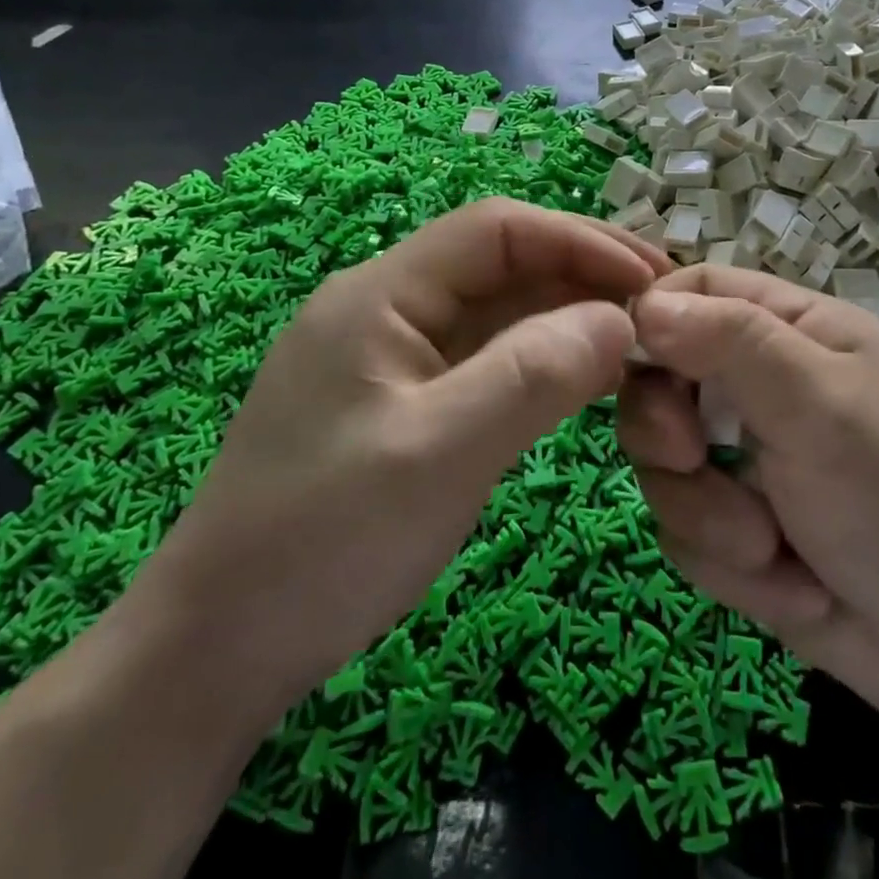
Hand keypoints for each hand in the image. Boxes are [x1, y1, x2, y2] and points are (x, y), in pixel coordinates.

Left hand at [133, 198, 669, 723]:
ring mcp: (396, 355)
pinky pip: (488, 357)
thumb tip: (622, 318)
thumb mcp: (438, 453)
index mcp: (381, 294)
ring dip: (569, 316)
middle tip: (661, 305)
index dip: (579, 239)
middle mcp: (389, 307)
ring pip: (500, 310)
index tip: (651, 277)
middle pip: (502, 263)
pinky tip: (587, 376)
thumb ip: (534, 375)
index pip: (497, 228)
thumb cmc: (323, 541)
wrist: (217, 650)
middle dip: (583, 274)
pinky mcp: (407, 399)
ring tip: (640, 338)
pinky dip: (543, 359)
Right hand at [617, 265, 878, 744]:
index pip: (695, 291)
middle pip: (659, 379)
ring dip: (708, 513)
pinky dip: (728, 564)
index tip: (629, 363)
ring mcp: (748, 461)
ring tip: (772, 548)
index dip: (652, 316)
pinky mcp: (740, 531)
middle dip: (666, 429)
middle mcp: (762, 387)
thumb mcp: (821, 404)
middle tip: (693, 457)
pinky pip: (685, 531)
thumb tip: (643, 306)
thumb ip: (731, 342)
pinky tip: (794, 586)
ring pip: (665, 465)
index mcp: (791, 333)